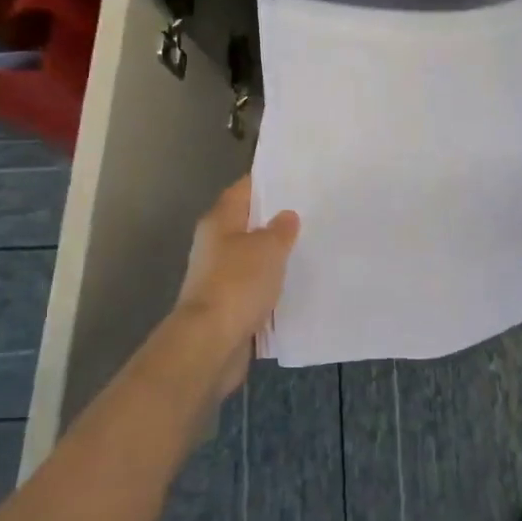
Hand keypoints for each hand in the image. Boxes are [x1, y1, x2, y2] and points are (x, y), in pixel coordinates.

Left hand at [171, 176, 299, 393]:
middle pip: (247, 223)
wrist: (211, 343)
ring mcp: (218, 276)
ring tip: (309, 247)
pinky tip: (295, 284)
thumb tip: (286, 216)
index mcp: (219, 221)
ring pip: (252, 257)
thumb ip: (280, 230)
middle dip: (274, 220)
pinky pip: (254, 287)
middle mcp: (215, 244)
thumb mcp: (268, 249)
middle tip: (310, 213)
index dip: (267, 182)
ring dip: (274, 255)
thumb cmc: (238, 284)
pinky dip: (271, 285)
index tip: (295, 178)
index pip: (244, 190)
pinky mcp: (227, 305)